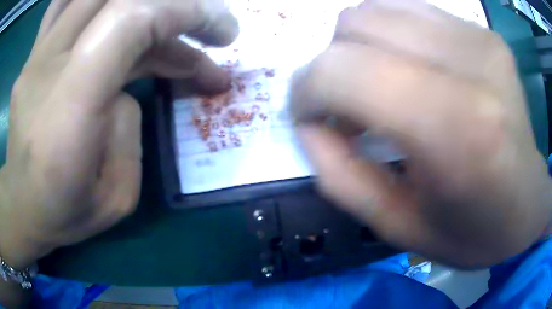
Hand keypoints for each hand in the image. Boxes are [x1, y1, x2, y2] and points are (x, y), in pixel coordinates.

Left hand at [0, 0, 237, 268]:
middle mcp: (46, 68)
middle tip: (207, 32)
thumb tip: (128, 86)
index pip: (128, 20)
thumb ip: (128, 129)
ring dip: (141, 4)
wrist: (23, 206)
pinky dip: (96, 1)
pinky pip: (64, 3)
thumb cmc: (65, 212)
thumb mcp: (114, 197)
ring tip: (167, 33)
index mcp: (67, 113)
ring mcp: (36, 55)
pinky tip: (114, 14)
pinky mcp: (33, 54)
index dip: (183, 11)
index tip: (219, 31)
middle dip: (174, 5)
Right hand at [290, 0, 551, 267]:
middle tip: (349, 108)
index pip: (341, 70)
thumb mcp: (398, 227)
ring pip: (376, 8)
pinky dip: (392, 35)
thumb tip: (308, 123)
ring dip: (360, 47)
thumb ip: (340, 176)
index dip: (306, 90)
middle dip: (332, 66)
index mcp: (454, 129)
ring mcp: (479, 38)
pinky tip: (412, 69)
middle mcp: (469, 63)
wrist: (527, 207)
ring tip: (381, 86)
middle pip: (354, 25)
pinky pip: (408, 10)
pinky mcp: (484, 33)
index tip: (309, 118)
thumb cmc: (472, 233)